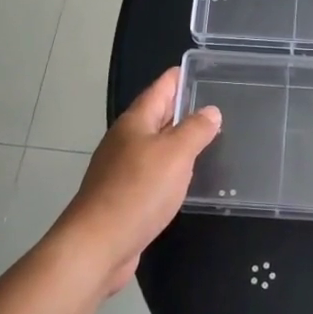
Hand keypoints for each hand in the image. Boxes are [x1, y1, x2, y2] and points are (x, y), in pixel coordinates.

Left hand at [57, 68, 220, 294]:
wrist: (98, 244)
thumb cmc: (138, 191)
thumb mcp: (175, 154)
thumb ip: (195, 130)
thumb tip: (210, 111)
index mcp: (135, 122)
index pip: (160, 89)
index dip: (178, 77)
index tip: (199, 69)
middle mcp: (125, 140)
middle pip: (156, 115)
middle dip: (181, 107)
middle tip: (214, 103)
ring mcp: (121, 169)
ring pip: (154, 144)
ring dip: (177, 139)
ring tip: (207, 138)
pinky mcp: (124, 196)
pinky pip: (152, 171)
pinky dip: (171, 167)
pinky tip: (186, 177)